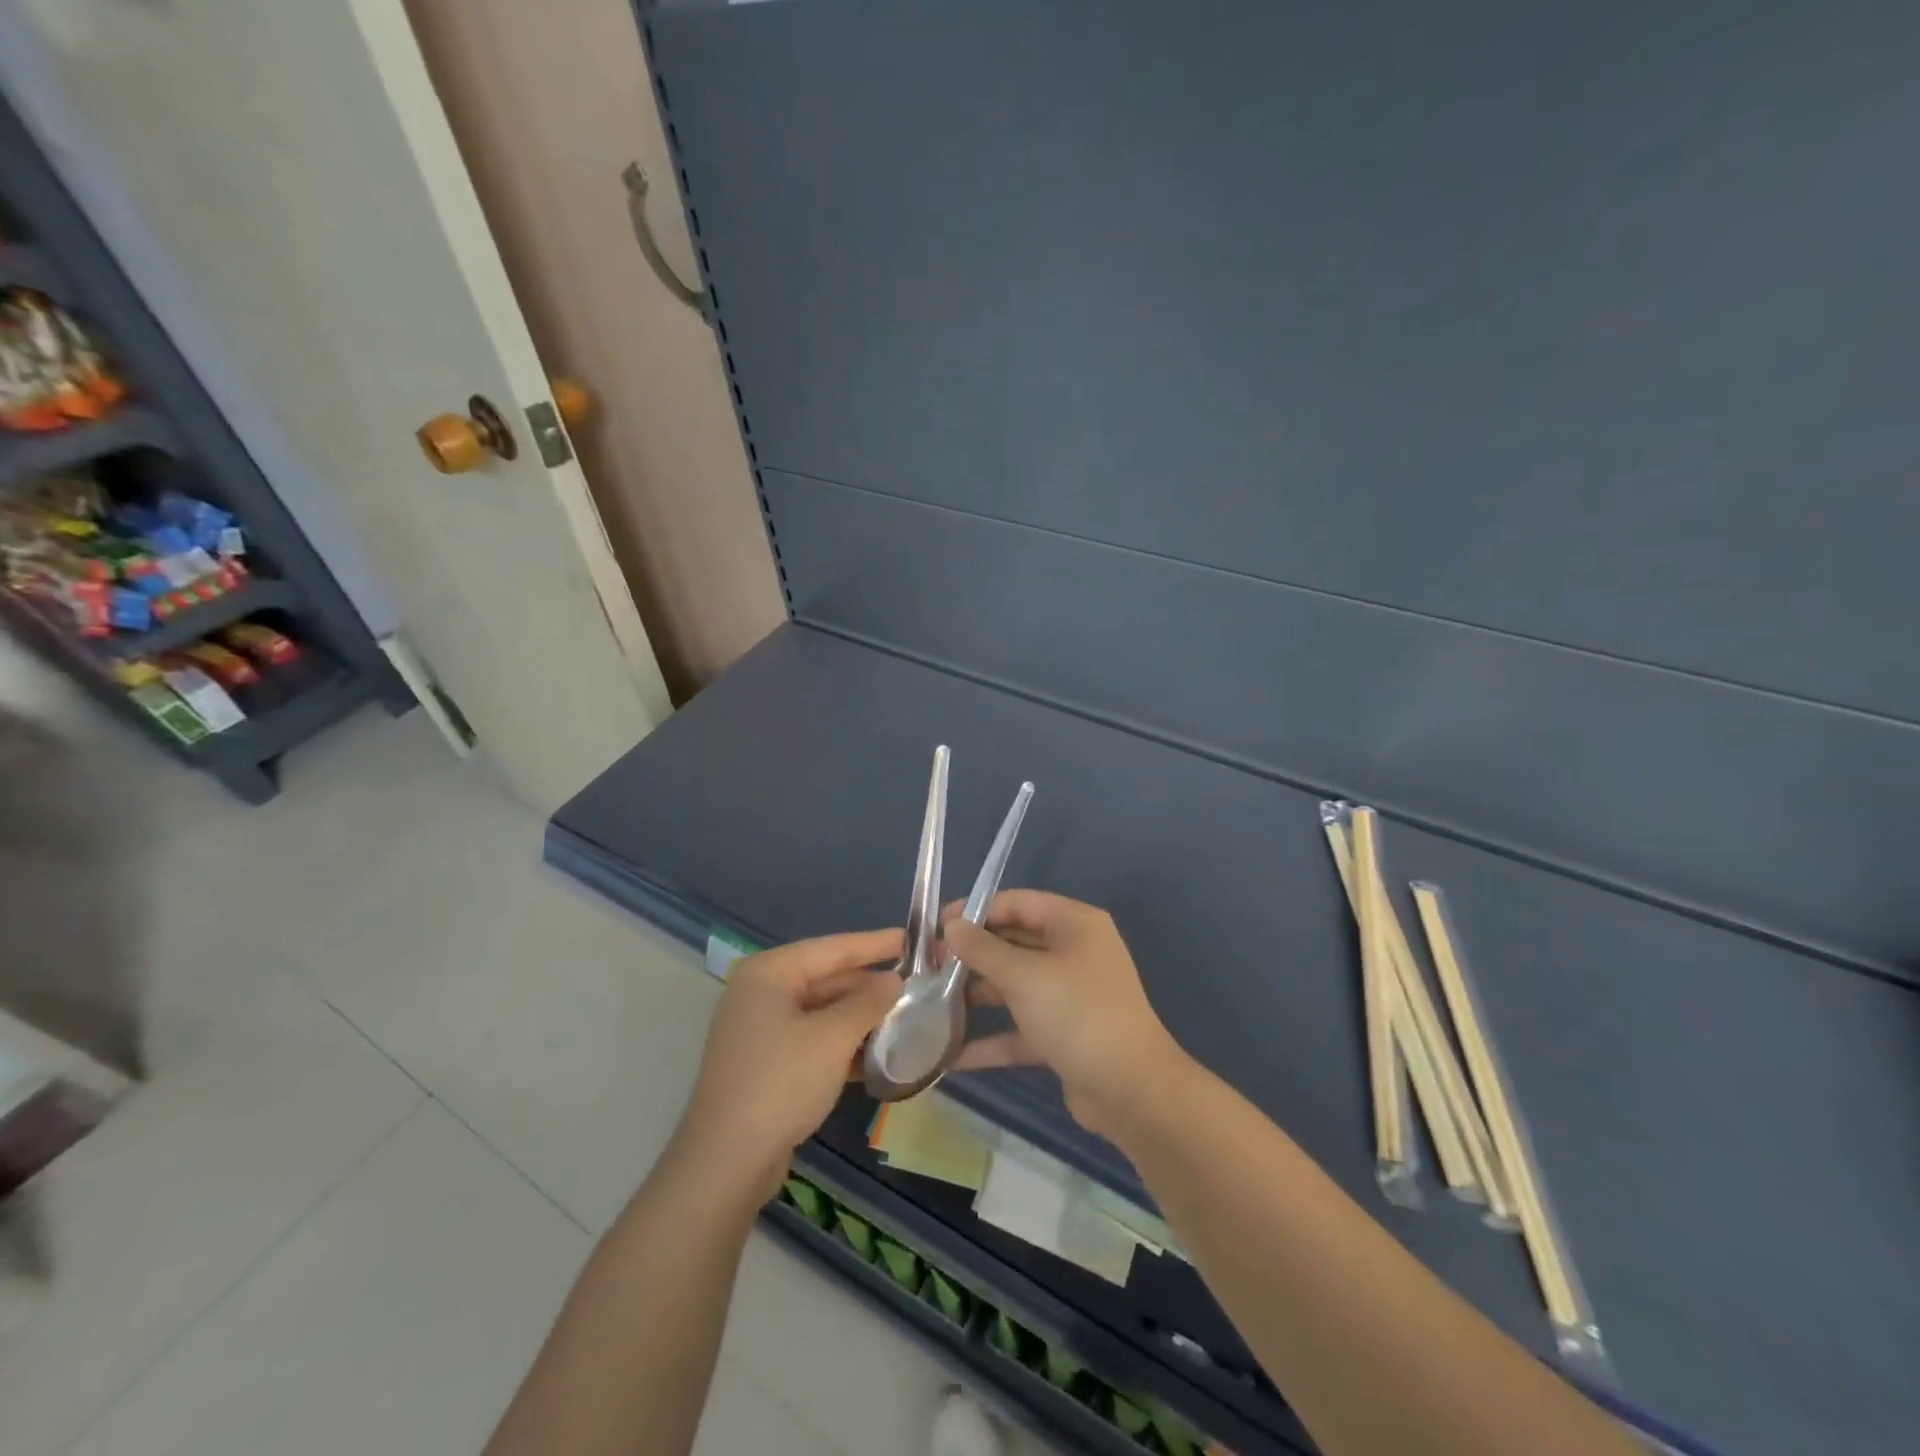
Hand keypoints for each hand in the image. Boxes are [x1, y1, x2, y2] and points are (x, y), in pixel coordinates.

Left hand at [678, 929, 902, 1194]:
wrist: (727, 1163)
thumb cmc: (781, 1083)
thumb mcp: (833, 1037)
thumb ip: (868, 1002)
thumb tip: (894, 980)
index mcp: (768, 973)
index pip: (831, 948)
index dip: (873, 944)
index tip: (910, 937)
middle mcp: (761, 994)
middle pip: (826, 979)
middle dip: (869, 986)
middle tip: (916, 984)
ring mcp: (761, 1031)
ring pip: (822, 1012)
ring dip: (861, 1018)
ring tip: (906, 1017)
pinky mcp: (767, 1065)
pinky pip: (814, 1041)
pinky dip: (843, 1044)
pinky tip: (879, 1054)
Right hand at [944, 892, 1187, 1138]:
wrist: (1130, 1089)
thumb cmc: (1077, 1013)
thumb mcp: (1024, 976)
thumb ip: (983, 949)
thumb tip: (952, 925)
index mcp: (1074, 924)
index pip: (1018, 903)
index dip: (976, 910)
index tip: (937, 926)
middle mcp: (1074, 952)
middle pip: (1015, 942)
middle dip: (973, 954)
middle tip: (930, 965)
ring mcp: (1070, 995)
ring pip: (1016, 985)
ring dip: (978, 993)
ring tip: (932, 1001)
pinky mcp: (1064, 1034)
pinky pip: (1021, 1027)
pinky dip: (992, 1037)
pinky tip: (952, 1054)